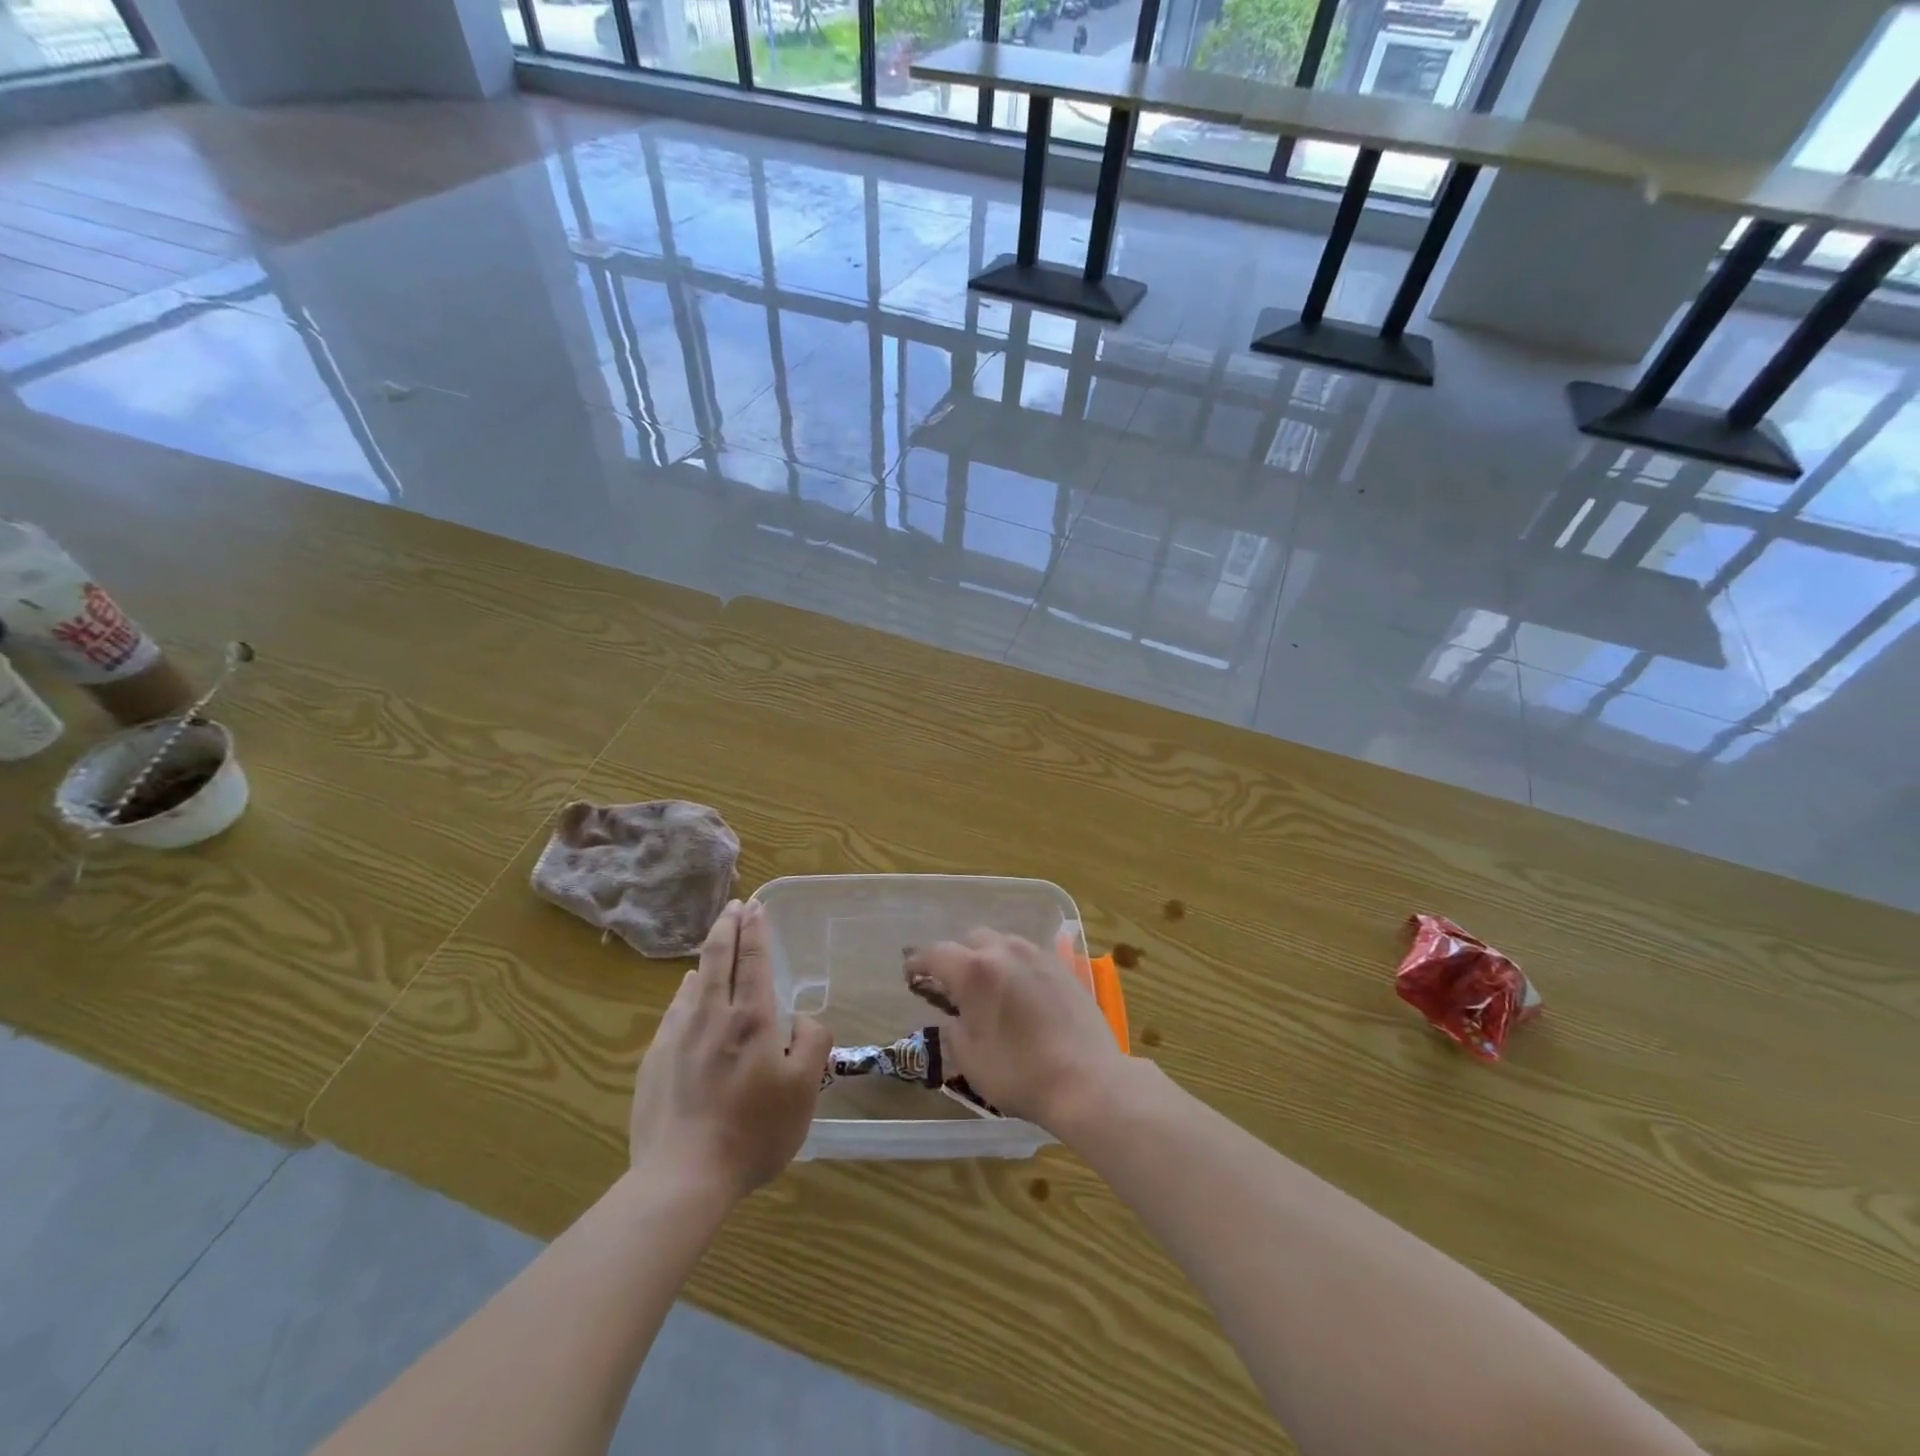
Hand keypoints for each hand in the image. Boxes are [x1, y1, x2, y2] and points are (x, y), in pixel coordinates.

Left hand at [629, 900, 830, 1201]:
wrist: (683, 1178)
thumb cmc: (754, 1131)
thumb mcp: (805, 1088)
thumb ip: (812, 1041)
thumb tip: (800, 1018)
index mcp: (752, 1018)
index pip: (753, 958)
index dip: (755, 929)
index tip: (755, 906)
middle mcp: (712, 1015)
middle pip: (717, 956)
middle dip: (727, 925)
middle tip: (734, 905)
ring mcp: (678, 1036)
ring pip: (693, 981)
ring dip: (707, 955)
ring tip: (715, 944)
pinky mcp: (654, 1059)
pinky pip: (674, 1010)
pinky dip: (685, 990)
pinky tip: (687, 993)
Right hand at [904, 929, 1127, 1131]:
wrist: (1088, 1081)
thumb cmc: (1021, 1074)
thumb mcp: (971, 1060)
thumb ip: (953, 1030)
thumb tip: (954, 1018)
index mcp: (975, 971)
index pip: (936, 953)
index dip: (918, 962)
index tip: (910, 973)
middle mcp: (1005, 951)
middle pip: (971, 939)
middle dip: (956, 956)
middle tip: (951, 983)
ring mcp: (1038, 955)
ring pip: (1002, 942)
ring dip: (987, 957)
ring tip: (987, 985)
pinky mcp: (1063, 967)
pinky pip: (1028, 955)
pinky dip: (1014, 965)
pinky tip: (1019, 991)